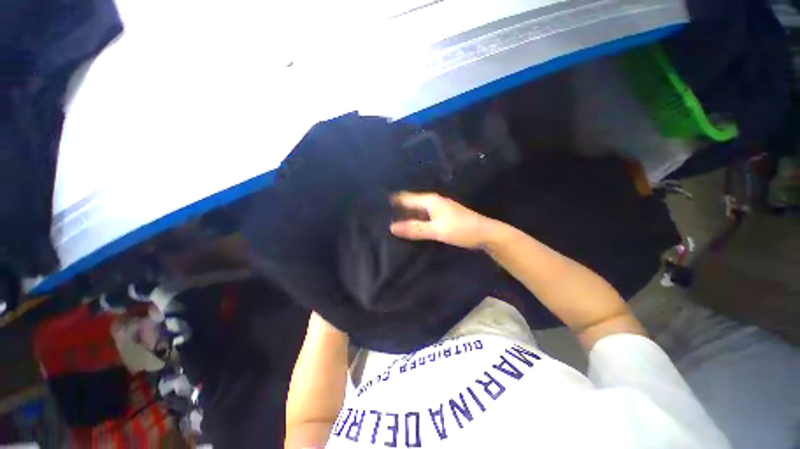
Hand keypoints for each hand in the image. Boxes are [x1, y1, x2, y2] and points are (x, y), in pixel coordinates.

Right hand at [390, 192, 494, 249]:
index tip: (379, 203)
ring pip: (419, 209)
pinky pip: (425, 215)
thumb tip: (391, 227)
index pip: (407, 198)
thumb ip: (415, 229)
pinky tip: (413, 225)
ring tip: (394, 219)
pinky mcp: (444, 215)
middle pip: (412, 202)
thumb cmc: (461, 229)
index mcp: (431, 200)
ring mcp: (440, 208)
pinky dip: (417, 219)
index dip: (394, 200)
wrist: (485, 233)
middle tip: (383, 214)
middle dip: (399, 207)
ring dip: (408, 213)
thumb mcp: (436, 230)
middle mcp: (434, 201)